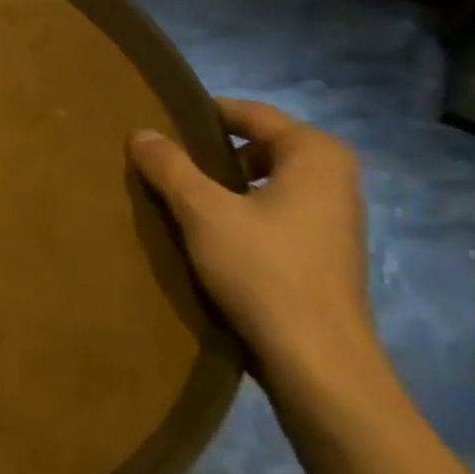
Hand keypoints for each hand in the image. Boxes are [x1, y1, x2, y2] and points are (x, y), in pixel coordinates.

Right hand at [128, 99, 396, 415]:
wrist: (317, 360)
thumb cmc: (263, 271)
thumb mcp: (204, 212)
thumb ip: (170, 167)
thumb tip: (140, 132)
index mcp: (315, 154)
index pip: (252, 113)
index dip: (204, 113)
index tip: (160, 121)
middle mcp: (334, 178)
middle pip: (259, 146)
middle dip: (211, 151)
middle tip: (161, 161)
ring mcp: (332, 218)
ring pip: (265, 182)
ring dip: (222, 186)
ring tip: (175, 197)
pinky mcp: (322, 253)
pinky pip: (272, 213)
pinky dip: (239, 213)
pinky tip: (205, 235)